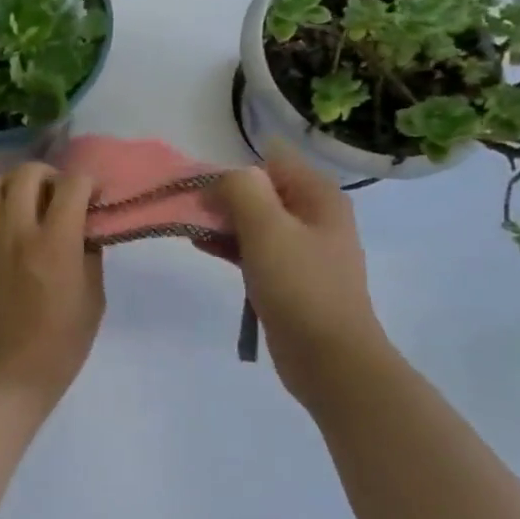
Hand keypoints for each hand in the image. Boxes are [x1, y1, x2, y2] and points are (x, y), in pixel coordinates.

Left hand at [0, 163, 104, 415]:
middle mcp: (15, 229)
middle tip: (57, 198)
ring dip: (13, 187)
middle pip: (28, 172)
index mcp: (54, 243)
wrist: (1, 376)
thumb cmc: (57, 346)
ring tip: (23, 207)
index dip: (87, 183)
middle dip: (50, 177)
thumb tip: (85, 226)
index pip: (72, 185)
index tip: (92, 197)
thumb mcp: (92, 300)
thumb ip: (89, 254)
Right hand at [213, 146, 390, 404]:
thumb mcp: (267, 228)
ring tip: (189, 227)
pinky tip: (201, 246)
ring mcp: (304, 248)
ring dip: (223, 220)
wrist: (330, 359)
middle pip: (262, 190)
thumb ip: (242, 190)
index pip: (271, 160)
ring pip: (256, 220)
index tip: (205, 188)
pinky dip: (230, 244)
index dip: (236, 168)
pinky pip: (255, 248)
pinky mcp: (290, 276)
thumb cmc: (299, 286)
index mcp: (319, 196)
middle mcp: (315, 215)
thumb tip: (225, 176)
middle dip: (225, 195)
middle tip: (191, 209)